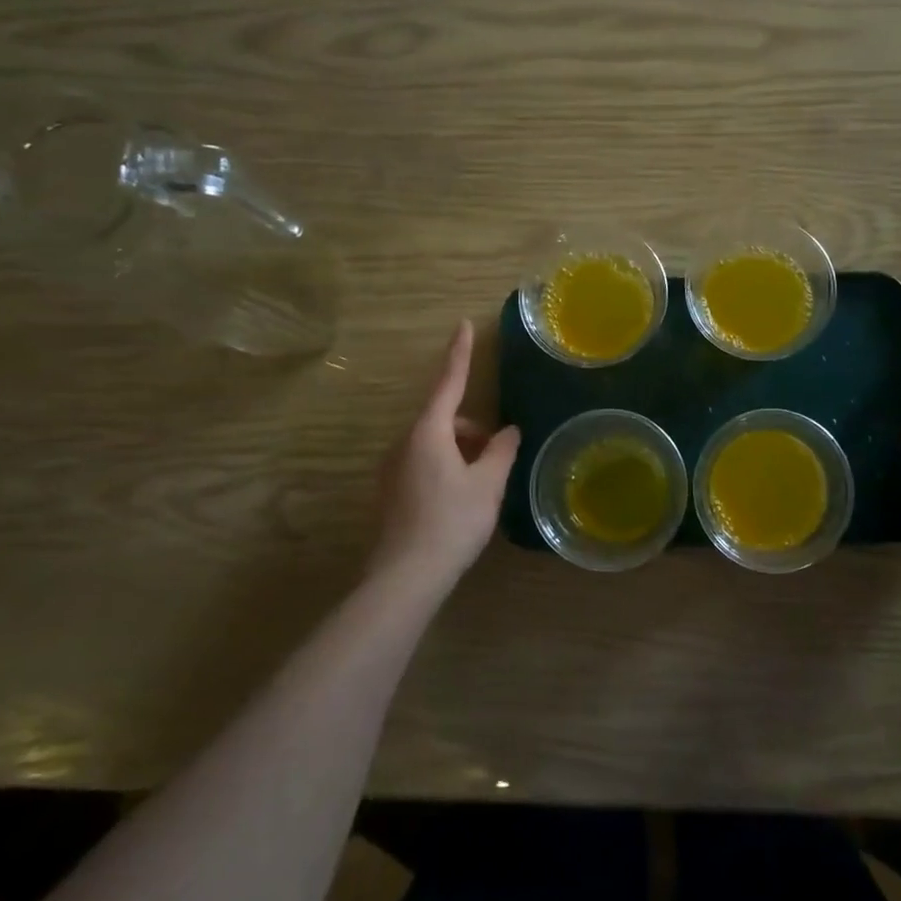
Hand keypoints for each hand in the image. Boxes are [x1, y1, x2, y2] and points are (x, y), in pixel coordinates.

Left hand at [371, 321, 520, 593]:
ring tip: (484, 481)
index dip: (459, 353)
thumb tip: (509, 431)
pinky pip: (424, 463)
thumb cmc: (452, 521)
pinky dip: (447, 466)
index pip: (448, 382)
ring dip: (461, 449)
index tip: (462, 324)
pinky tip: (462, 498)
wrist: (406, 576)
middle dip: (472, 428)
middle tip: (499, 452)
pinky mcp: (391, 492)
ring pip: (434, 443)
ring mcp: (393, 468)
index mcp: (428, 432)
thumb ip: (502, 451)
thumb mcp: (488, 484)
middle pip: (443, 418)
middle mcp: (404, 443)